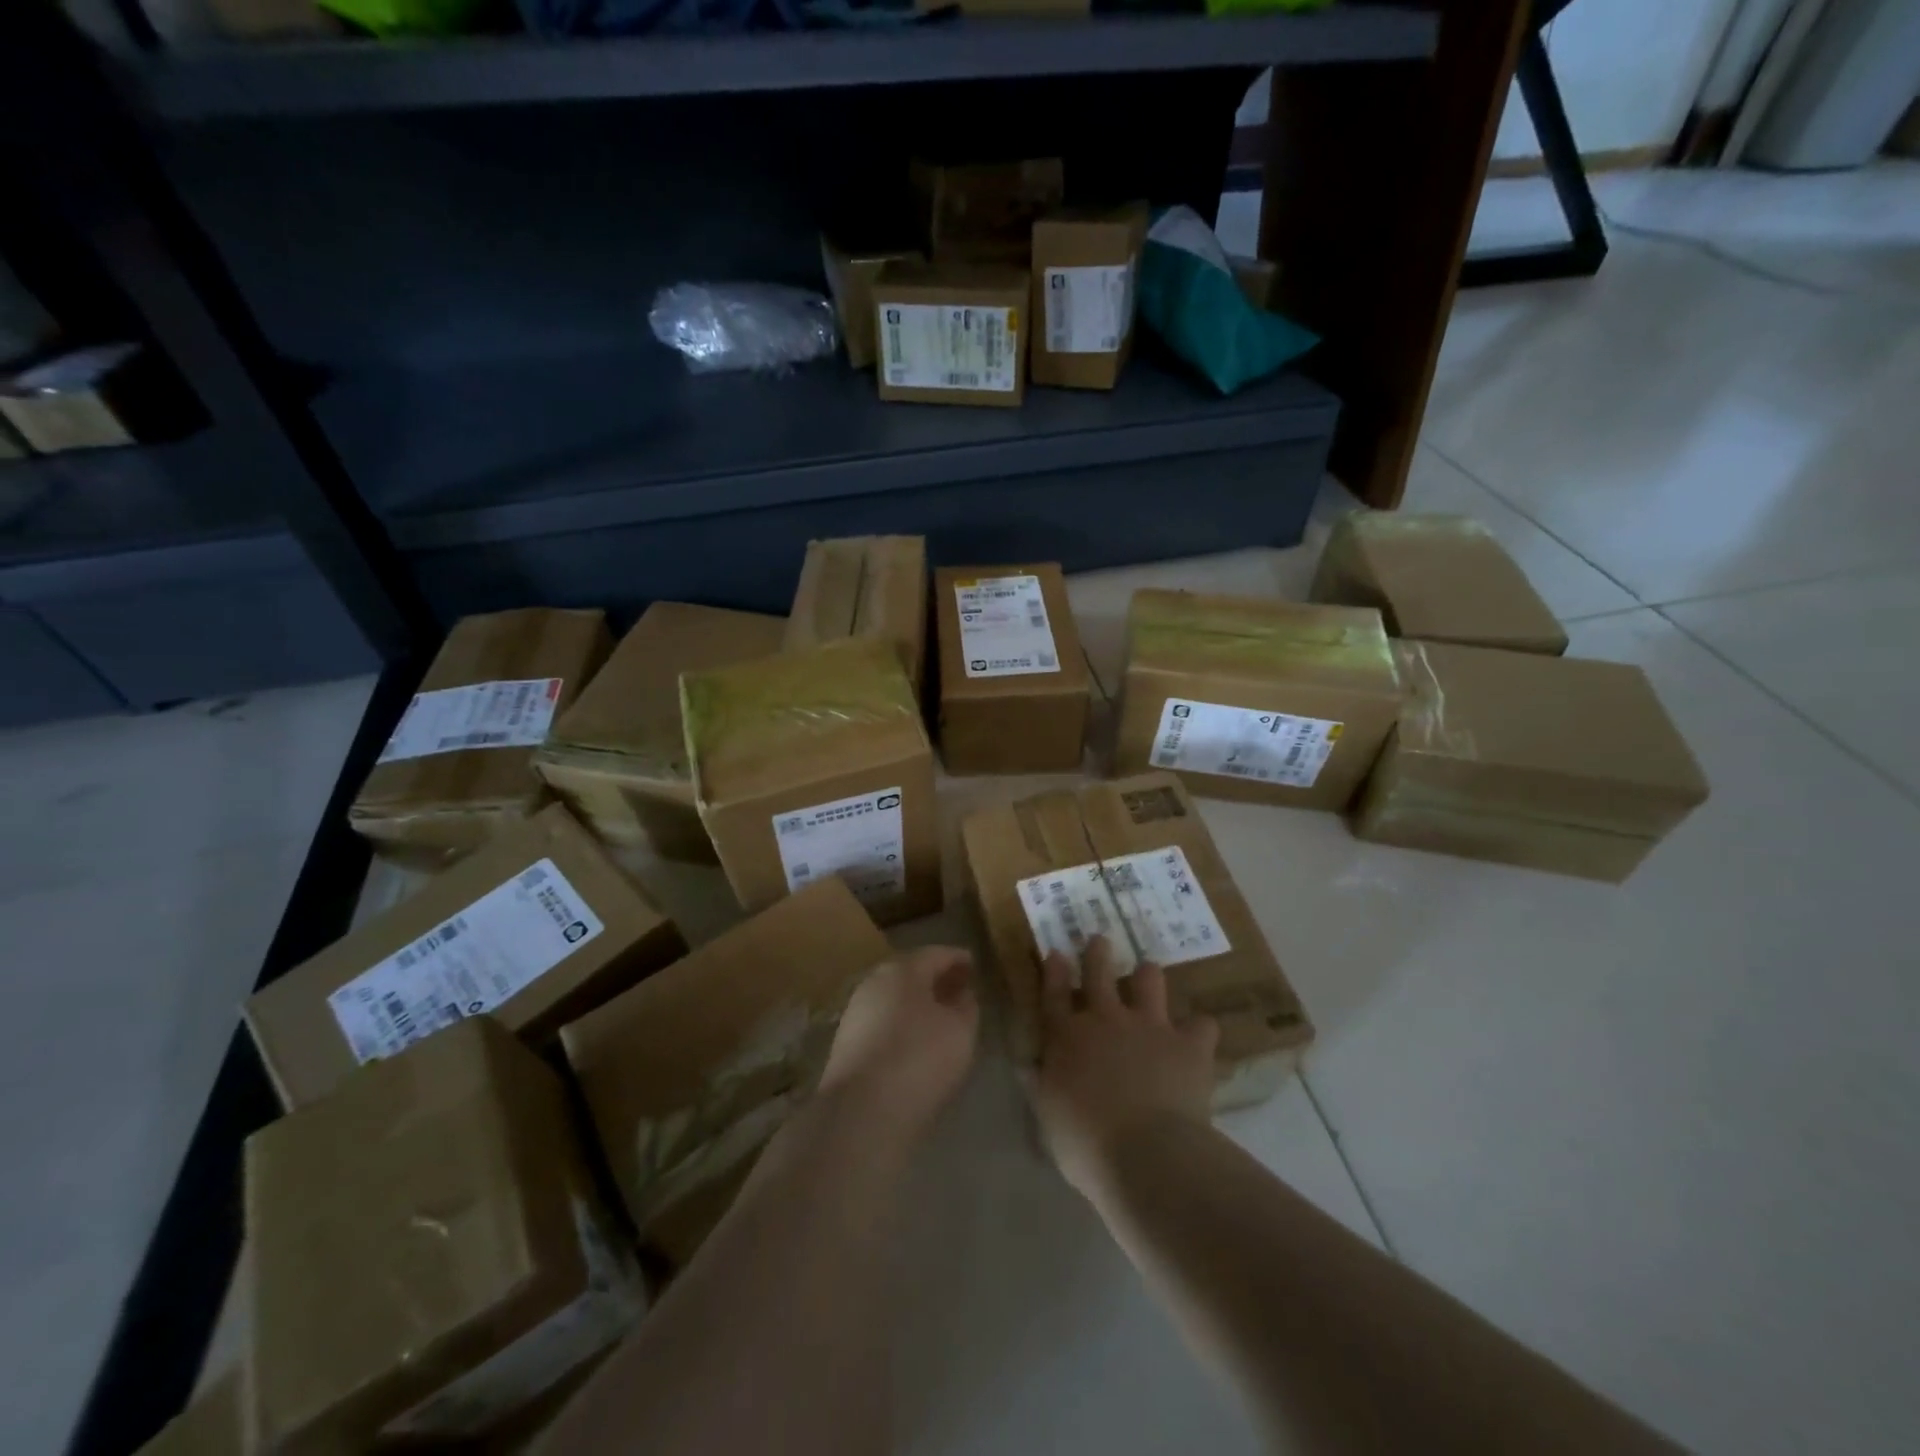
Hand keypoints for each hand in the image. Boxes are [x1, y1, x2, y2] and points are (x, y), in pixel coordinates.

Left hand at [819, 945, 979, 1148]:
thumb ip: (966, 1006)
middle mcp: (874, 983)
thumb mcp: (960, 1031)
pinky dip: (903, 1022)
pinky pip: (883, 1021)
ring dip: (919, 1003)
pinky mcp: (847, 1043)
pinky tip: (917, 1041)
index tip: (975, 965)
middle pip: (911, 973)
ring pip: (895, 998)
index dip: (958, 959)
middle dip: (937, 979)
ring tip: (942, 1017)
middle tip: (961, 989)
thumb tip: (962, 994)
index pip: (936, 954)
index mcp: (902, 969)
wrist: (861, 1113)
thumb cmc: (919, 1059)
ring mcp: (856, 1012)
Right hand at [1027, 935, 1218, 1197]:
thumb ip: (1040, 1085)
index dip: (1053, 971)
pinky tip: (1199, 1036)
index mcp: (1067, 1037)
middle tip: (1099, 940)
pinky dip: (1199, 1030)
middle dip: (1097, 953)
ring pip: (1149, 981)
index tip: (1056, 952)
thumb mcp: (1048, 1117)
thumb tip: (1029, 1065)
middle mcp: (1106, 1019)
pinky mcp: (1188, 1043)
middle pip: (1098, 972)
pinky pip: (1201, 1025)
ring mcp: (1149, 1026)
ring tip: (1149, 974)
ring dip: (1148, 976)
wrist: (1148, 1154)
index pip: (1053, 994)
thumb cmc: (1086, 1144)